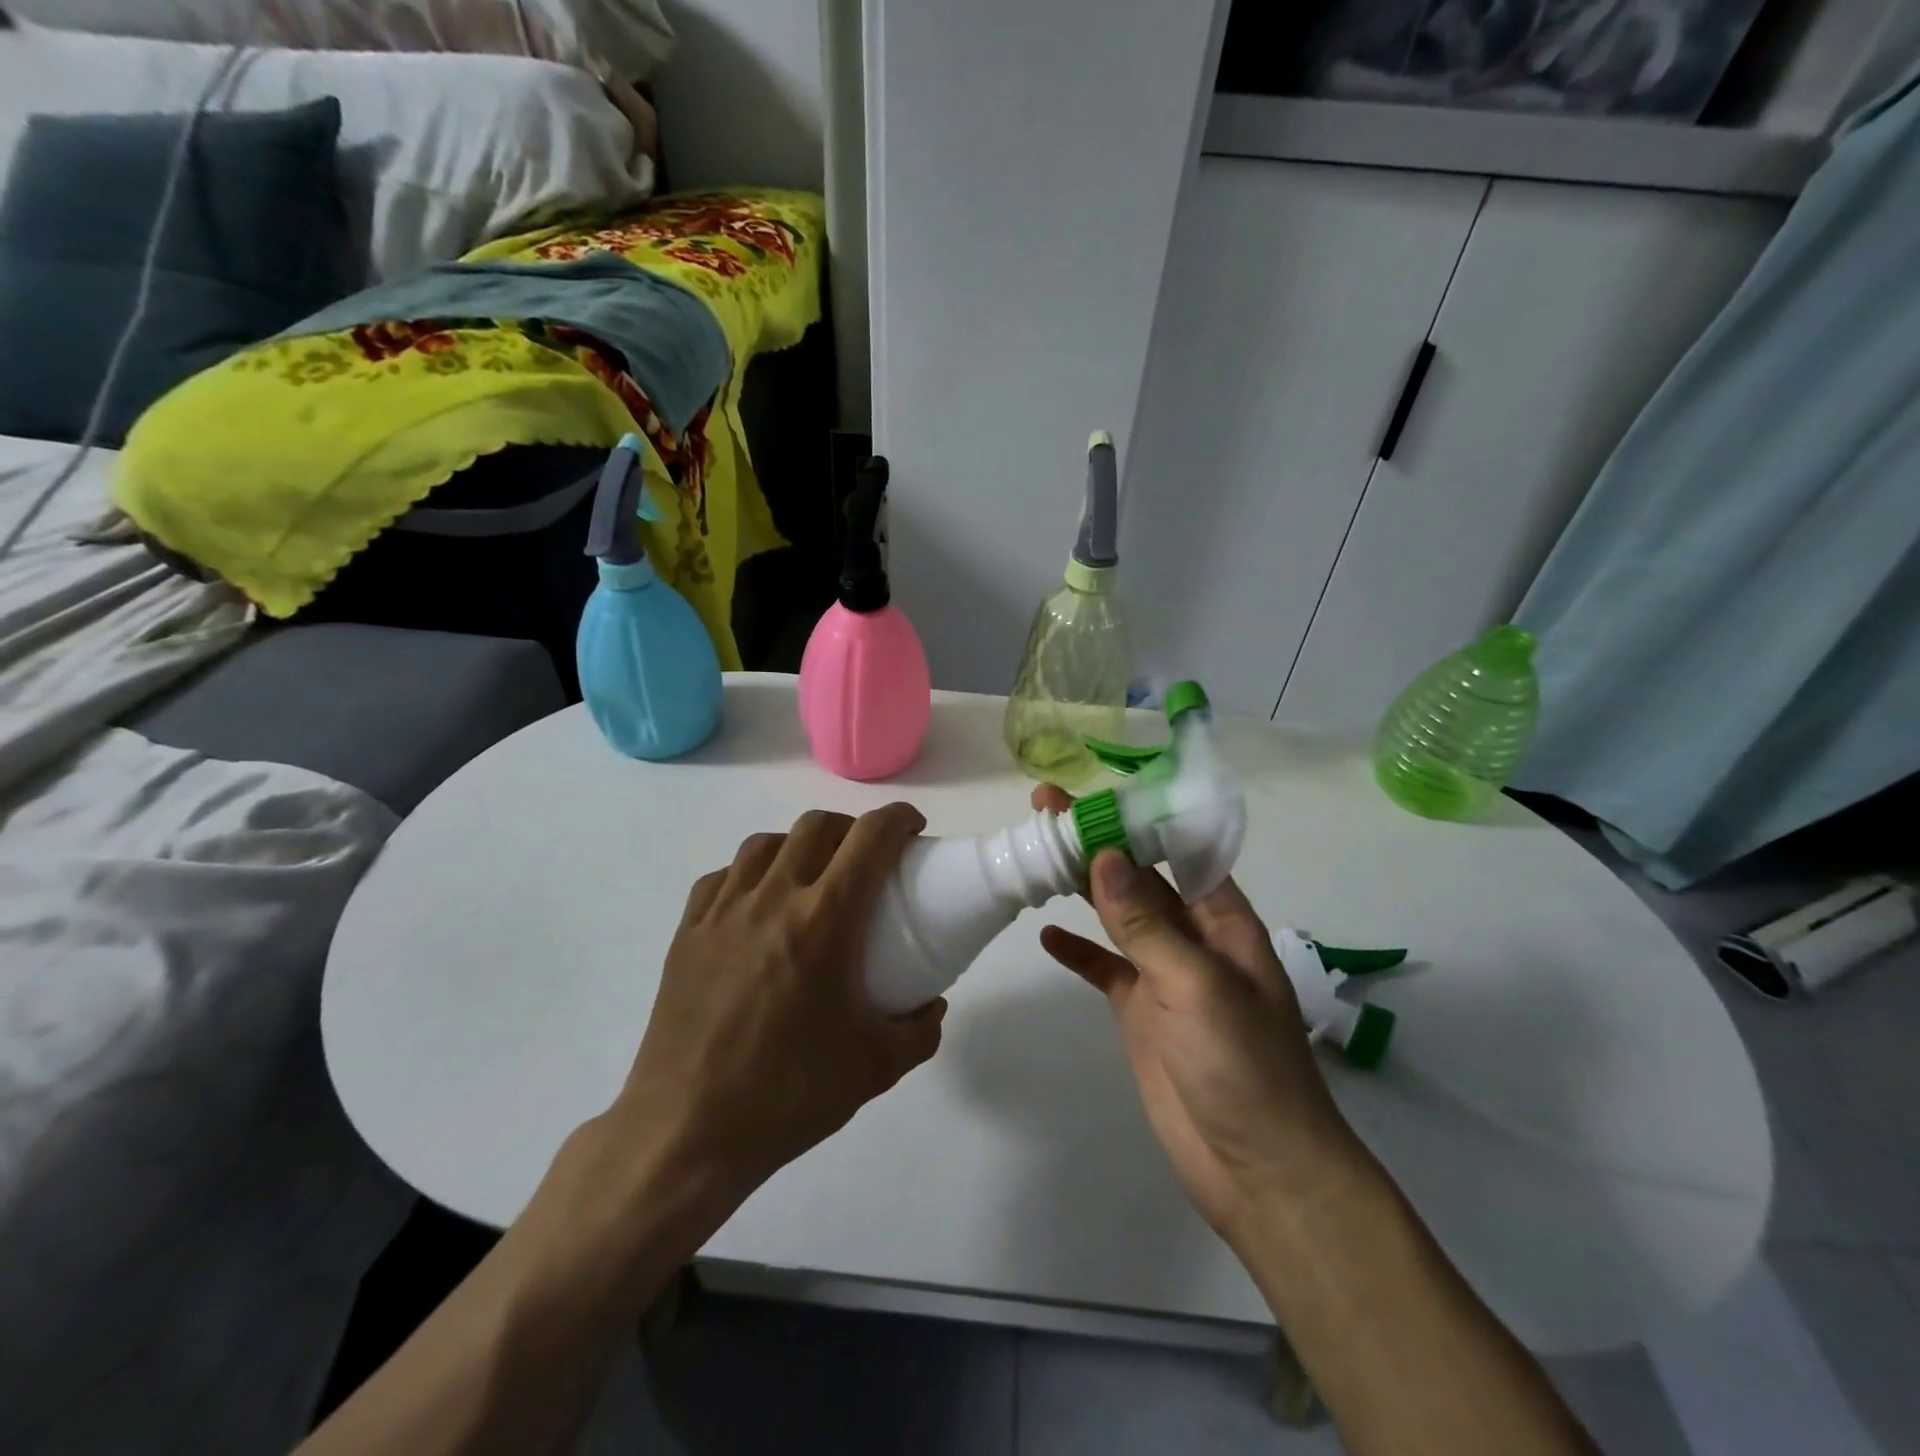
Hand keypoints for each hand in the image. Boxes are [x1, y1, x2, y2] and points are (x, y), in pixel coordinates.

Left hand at [610, 803, 945, 1203]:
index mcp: (823, 920)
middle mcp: (772, 899)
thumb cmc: (788, 1094)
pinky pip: (722, 878)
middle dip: (851, 828)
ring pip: (765, 843)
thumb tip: (931, 1006)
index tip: (913, 829)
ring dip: (798, 846)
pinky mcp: (686, 932)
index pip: (870, 838)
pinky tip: (756, 907)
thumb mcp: (876, 1068)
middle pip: (816, 826)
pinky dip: (749, 875)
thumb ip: (919, 1030)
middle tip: (866, 859)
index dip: (898, 819)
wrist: (687, 1132)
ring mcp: (722, 912)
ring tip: (810, 878)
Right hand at [1032, 786, 1360, 1237]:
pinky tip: (1046, 935)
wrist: (1257, 1171)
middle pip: (1140, 878)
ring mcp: (1164, 976)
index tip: (1088, 795)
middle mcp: (1194, 938)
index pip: (1176, 851)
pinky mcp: (1141, 1013)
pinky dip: (1078, 951)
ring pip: (1119, 917)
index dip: (1134, 820)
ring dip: (1083, 887)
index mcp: (1223, 921)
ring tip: (1039, 852)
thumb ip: (1147, 922)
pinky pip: (1104, 969)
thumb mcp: (1196, 985)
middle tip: (1046, 808)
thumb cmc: (1243, 1066)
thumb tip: (1105, 856)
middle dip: (1099, 843)